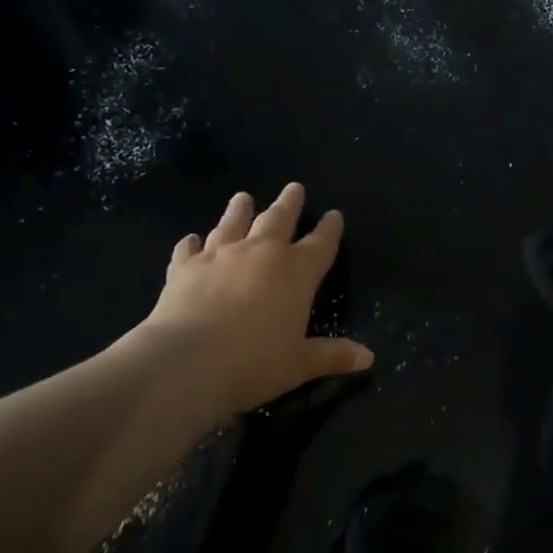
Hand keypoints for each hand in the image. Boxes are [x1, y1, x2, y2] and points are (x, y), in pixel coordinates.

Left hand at [128, 182, 373, 414]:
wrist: (184, 364)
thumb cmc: (253, 364)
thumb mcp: (299, 364)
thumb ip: (332, 356)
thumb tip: (368, 357)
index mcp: (297, 272)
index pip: (321, 243)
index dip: (330, 229)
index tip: (334, 215)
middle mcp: (261, 253)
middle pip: (279, 219)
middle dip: (289, 203)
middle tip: (294, 188)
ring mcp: (220, 256)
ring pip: (233, 223)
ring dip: (240, 210)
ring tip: (243, 197)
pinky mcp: (184, 268)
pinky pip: (189, 249)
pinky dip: (192, 243)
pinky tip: (191, 240)